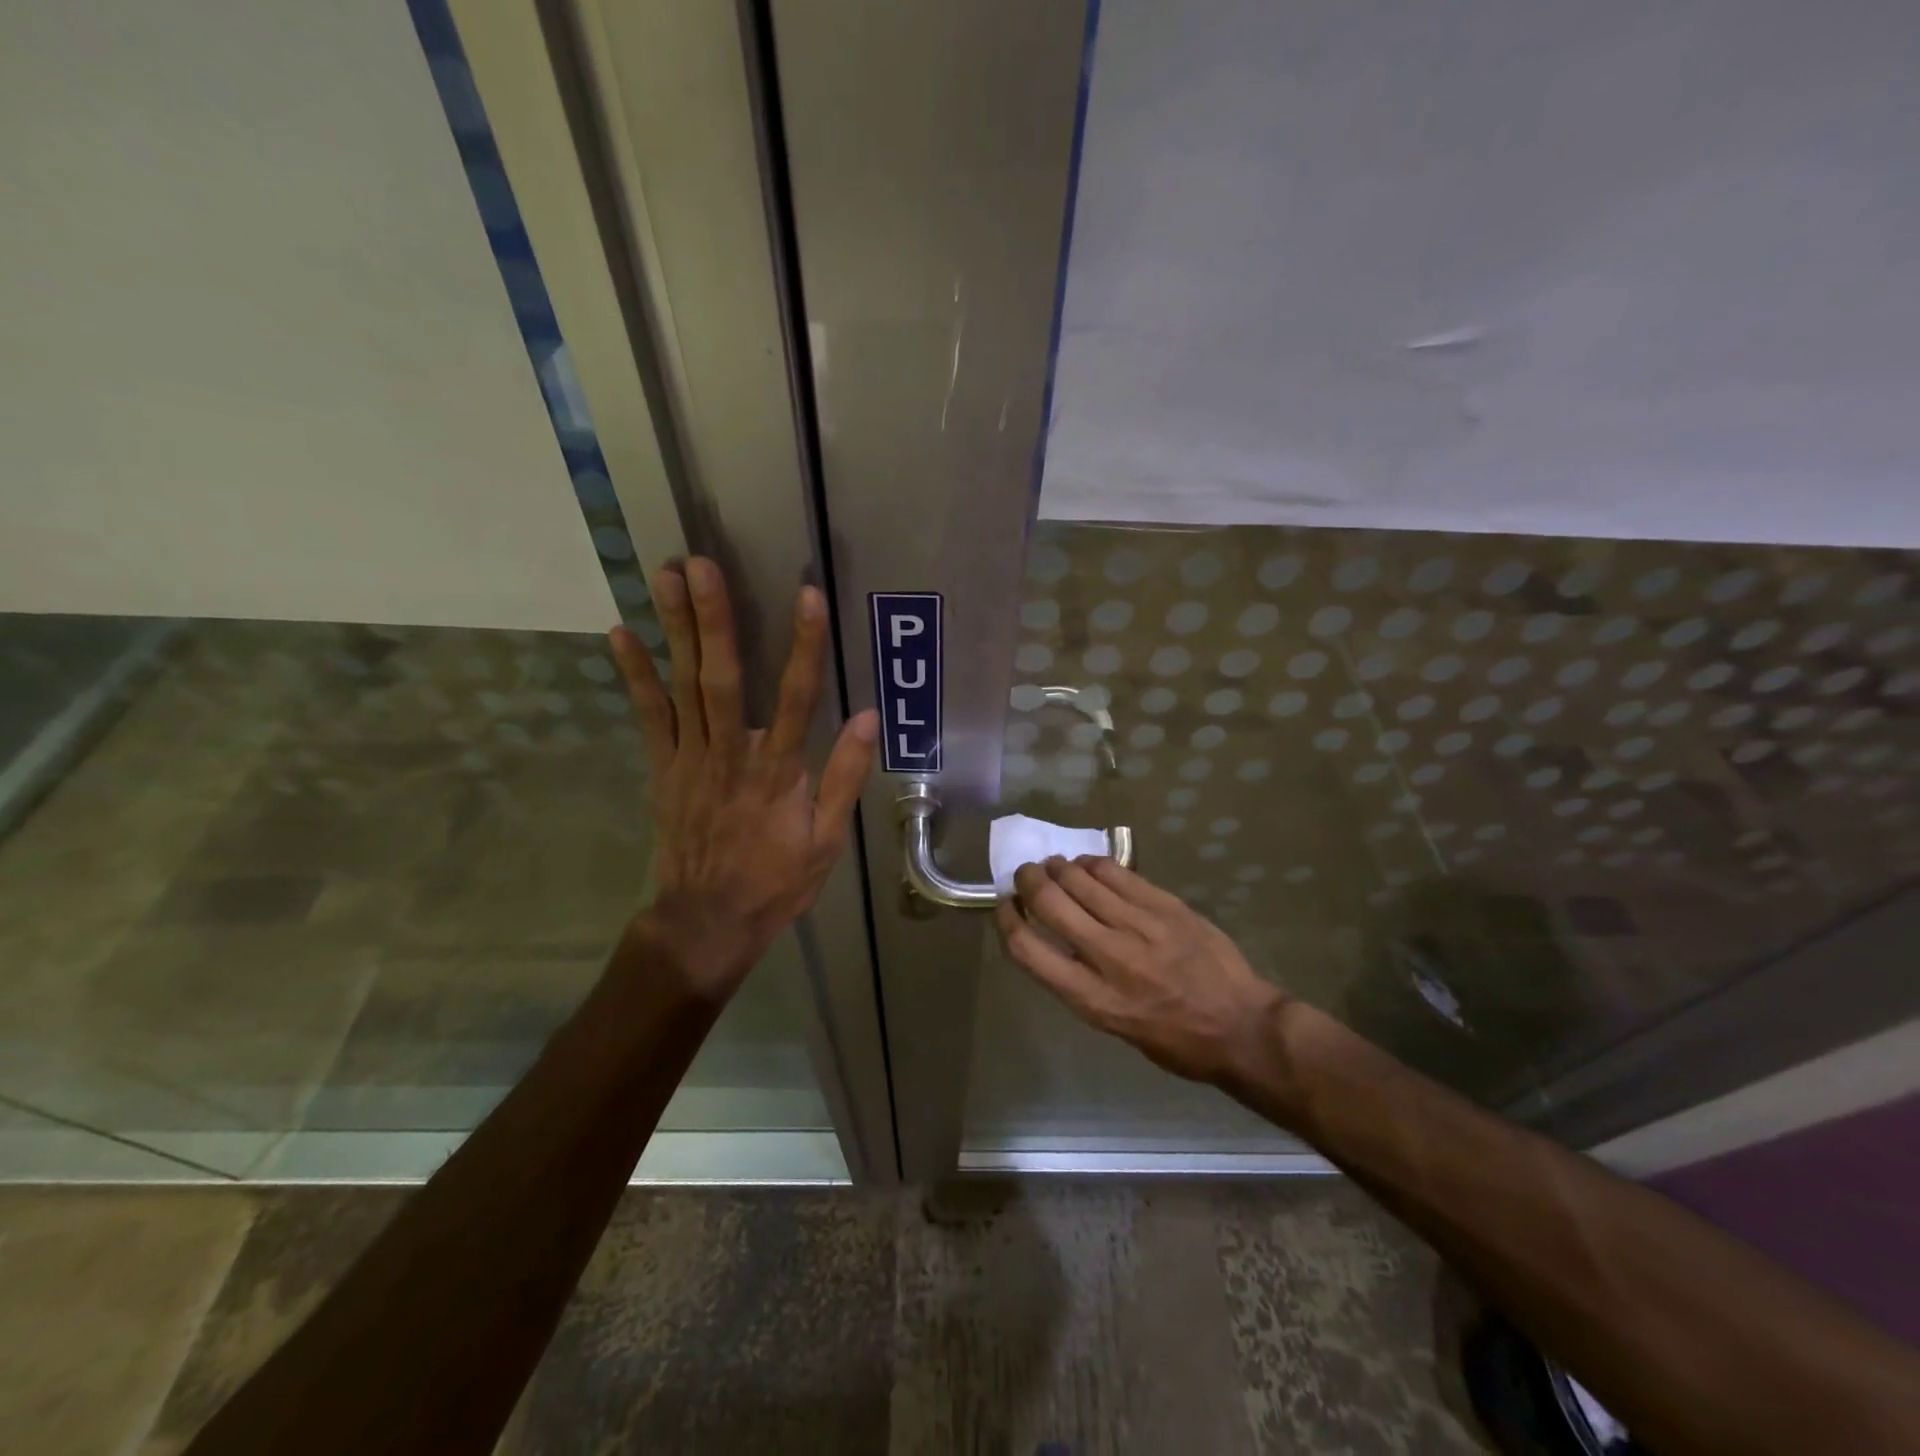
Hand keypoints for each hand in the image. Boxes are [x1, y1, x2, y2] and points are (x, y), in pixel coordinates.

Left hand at [609, 558, 876, 997]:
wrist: (707, 921)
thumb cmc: (776, 880)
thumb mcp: (827, 840)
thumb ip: (845, 776)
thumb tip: (868, 717)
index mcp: (778, 772)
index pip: (797, 698)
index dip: (804, 645)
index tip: (807, 595)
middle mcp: (731, 755)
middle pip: (723, 678)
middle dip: (714, 619)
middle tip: (700, 565)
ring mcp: (690, 760)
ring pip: (683, 686)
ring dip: (674, 630)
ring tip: (663, 576)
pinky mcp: (664, 768)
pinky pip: (648, 716)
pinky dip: (634, 675)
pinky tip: (620, 634)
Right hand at [996, 857, 1286, 1088]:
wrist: (1241, 1026)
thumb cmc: (1174, 1040)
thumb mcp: (1113, 1025)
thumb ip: (1079, 981)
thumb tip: (1054, 938)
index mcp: (1091, 998)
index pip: (1027, 949)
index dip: (1006, 920)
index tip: (1004, 906)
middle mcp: (1109, 956)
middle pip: (1049, 902)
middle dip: (1027, 881)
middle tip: (1026, 876)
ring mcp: (1139, 925)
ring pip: (1080, 879)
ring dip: (1058, 868)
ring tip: (1056, 867)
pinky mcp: (1164, 904)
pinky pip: (1115, 872)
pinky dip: (1092, 864)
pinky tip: (1088, 866)